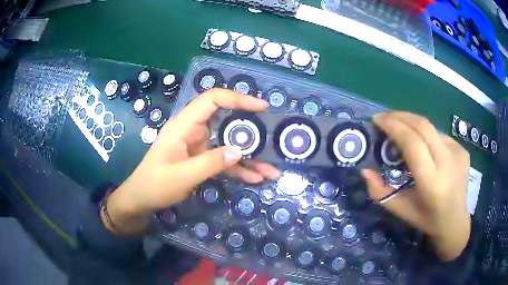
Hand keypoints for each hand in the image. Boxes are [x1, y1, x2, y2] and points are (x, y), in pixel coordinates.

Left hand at [104, 89, 279, 235]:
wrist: (142, 199)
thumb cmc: (155, 184)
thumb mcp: (181, 176)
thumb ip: (210, 163)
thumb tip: (239, 150)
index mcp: (184, 126)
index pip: (212, 100)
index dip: (236, 98)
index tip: (260, 107)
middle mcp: (194, 131)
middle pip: (226, 120)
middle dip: (250, 129)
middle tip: (272, 135)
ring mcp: (199, 146)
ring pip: (229, 144)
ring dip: (249, 156)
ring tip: (271, 170)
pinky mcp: (202, 160)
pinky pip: (224, 161)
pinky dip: (240, 169)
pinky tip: (256, 178)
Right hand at [362, 112, 470, 260]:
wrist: (455, 220)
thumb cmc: (426, 219)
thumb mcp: (400, 209)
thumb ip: (380, 192)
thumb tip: (366, 170)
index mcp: (432, 183)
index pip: (413, 143)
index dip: (394, 127)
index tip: (378, 120)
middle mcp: (448, 163)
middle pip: (423, 126)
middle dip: (401, 116)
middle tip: (385, 118)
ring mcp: (458, 153)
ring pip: (431, 128)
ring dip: (412, 123)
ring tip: (400, 127)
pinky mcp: (462, 149)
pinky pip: (439, 135)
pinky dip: (426, 134)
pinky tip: (422, 144)